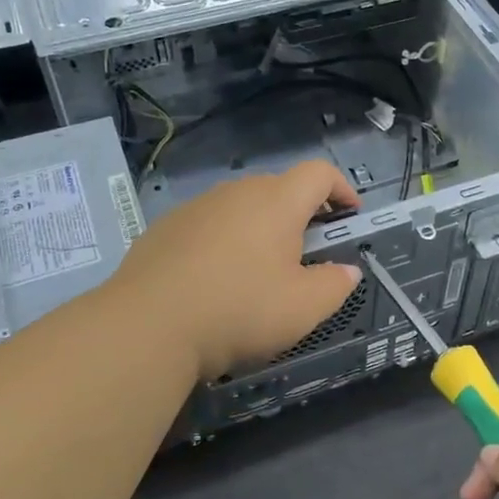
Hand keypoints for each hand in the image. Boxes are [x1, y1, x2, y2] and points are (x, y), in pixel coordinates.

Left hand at [110, 160, 362, 380]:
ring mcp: (196, 207)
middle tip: (308, 251)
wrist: (147, 325)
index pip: (319, 173)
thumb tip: (347, 271)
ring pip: (241, 206)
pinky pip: (209, 224)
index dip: (341, 188)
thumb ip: (335, 285)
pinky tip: (215, 280)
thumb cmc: (238, 310)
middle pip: (279, 188)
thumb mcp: (303, 308)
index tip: (351, 214)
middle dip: (302, 213)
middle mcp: (236, 192)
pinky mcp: (165, 228)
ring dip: (260, 228)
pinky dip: (224, 241)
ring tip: (260, 270)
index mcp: (276, 202)